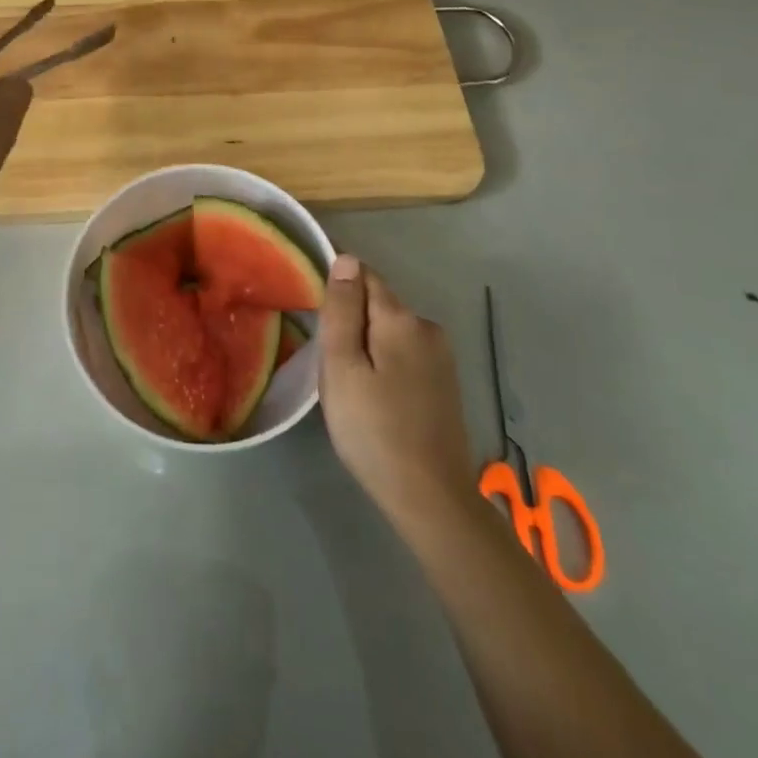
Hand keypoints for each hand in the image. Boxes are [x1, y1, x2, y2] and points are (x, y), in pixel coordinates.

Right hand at [320, 255, 482, 538]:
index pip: (364, 274)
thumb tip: (347, 258)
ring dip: (367, 342)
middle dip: (351, 318)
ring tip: (348, 383)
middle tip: (327, 361)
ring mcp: (441, 357)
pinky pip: (404, 353)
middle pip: (378, 303)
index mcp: (401, 319)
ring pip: (390, 330)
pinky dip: (384, 361)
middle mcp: (427, 327)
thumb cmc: (374, 430)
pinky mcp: (445, 383)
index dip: (337, 283)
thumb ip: (343, 309)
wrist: (431, 499)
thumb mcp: (342, 367)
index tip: (312, 307)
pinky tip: (375, 396)